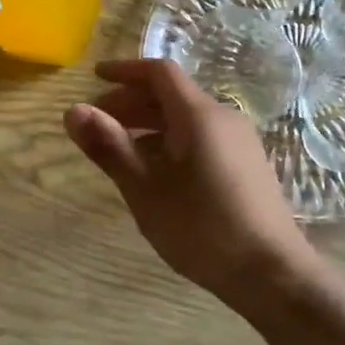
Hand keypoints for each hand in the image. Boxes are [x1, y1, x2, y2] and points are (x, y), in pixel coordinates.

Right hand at [65, 59, 314, 303]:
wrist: (272, 273)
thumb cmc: (202, 228)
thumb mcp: (145, 189)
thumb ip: (109, 147)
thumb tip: (72, 111)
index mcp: (199, 115)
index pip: (159, 72)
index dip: (124, 71)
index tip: (93, 78)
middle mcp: (223, 118)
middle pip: (172, 94)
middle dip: (131, 102)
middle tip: (97, 122)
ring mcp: (239, 142)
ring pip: (186, 118)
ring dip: (149, 124)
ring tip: (119, 150)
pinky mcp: (246, 165)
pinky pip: (201, 137)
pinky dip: (171, 141)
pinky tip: (156, 172)